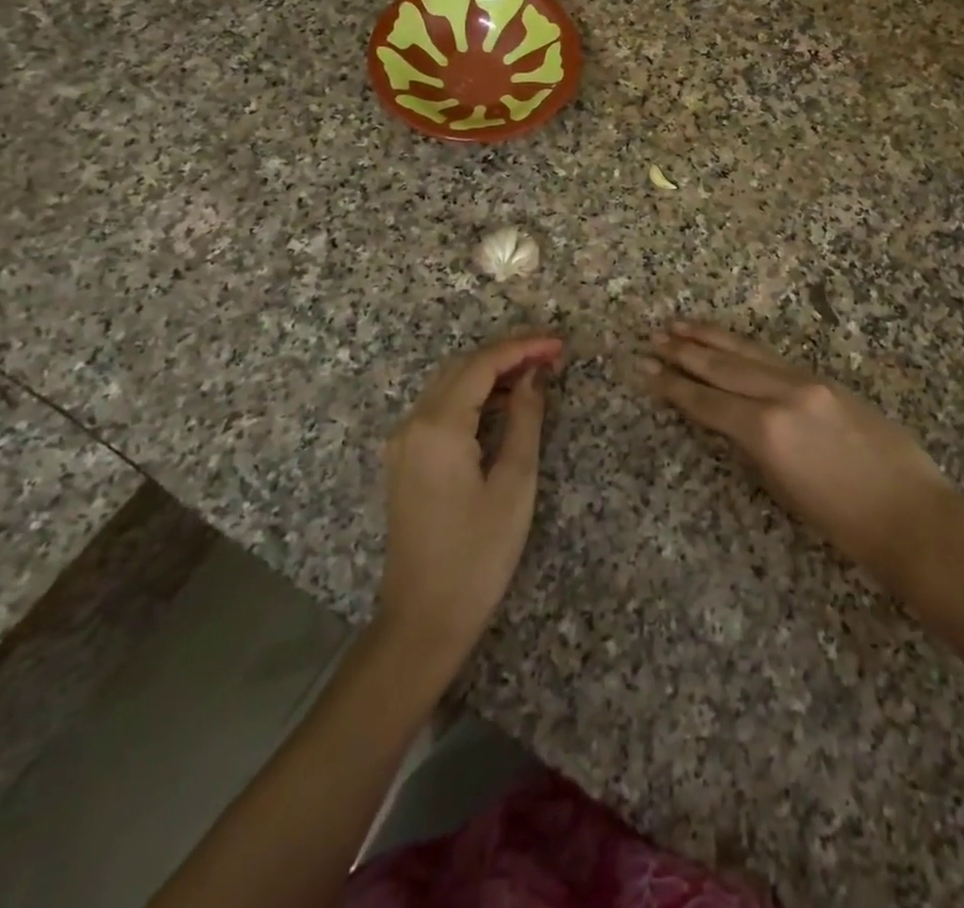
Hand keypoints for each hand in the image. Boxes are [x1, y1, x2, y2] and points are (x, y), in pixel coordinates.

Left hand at [376, 333, 563, 672]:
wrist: (423, 619)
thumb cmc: (478, 554)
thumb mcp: (514, 484)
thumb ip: (525, 420)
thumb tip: (534, 377)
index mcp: (439, 426)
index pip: (483, 364)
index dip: (523, 347)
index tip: (559, 344)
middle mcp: (413, 423)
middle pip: (462, 367)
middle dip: (507, 354)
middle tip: (552, 355)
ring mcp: (404, 442)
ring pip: (449, 385)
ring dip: (490, 373)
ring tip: (536, 374)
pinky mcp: (405, 459)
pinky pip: (440, 409)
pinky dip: (473, 396)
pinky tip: (504, 403)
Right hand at [643, 322, 963, 597]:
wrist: (911, 515)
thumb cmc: (844, 523)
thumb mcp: (783, 488)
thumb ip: (754, 446)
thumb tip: (733, 422)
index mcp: (767, 431)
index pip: (706, 402)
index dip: (672, 386)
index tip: (645, 369)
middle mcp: (783, 395)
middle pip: (723, 368)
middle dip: (685, 352)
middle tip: (654, 337)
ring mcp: (808, 382)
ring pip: (749, 354)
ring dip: (713, 339)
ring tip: (682, 325)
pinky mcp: (828, 380)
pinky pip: (776, 359)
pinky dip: (746, 349)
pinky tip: (732, 344)